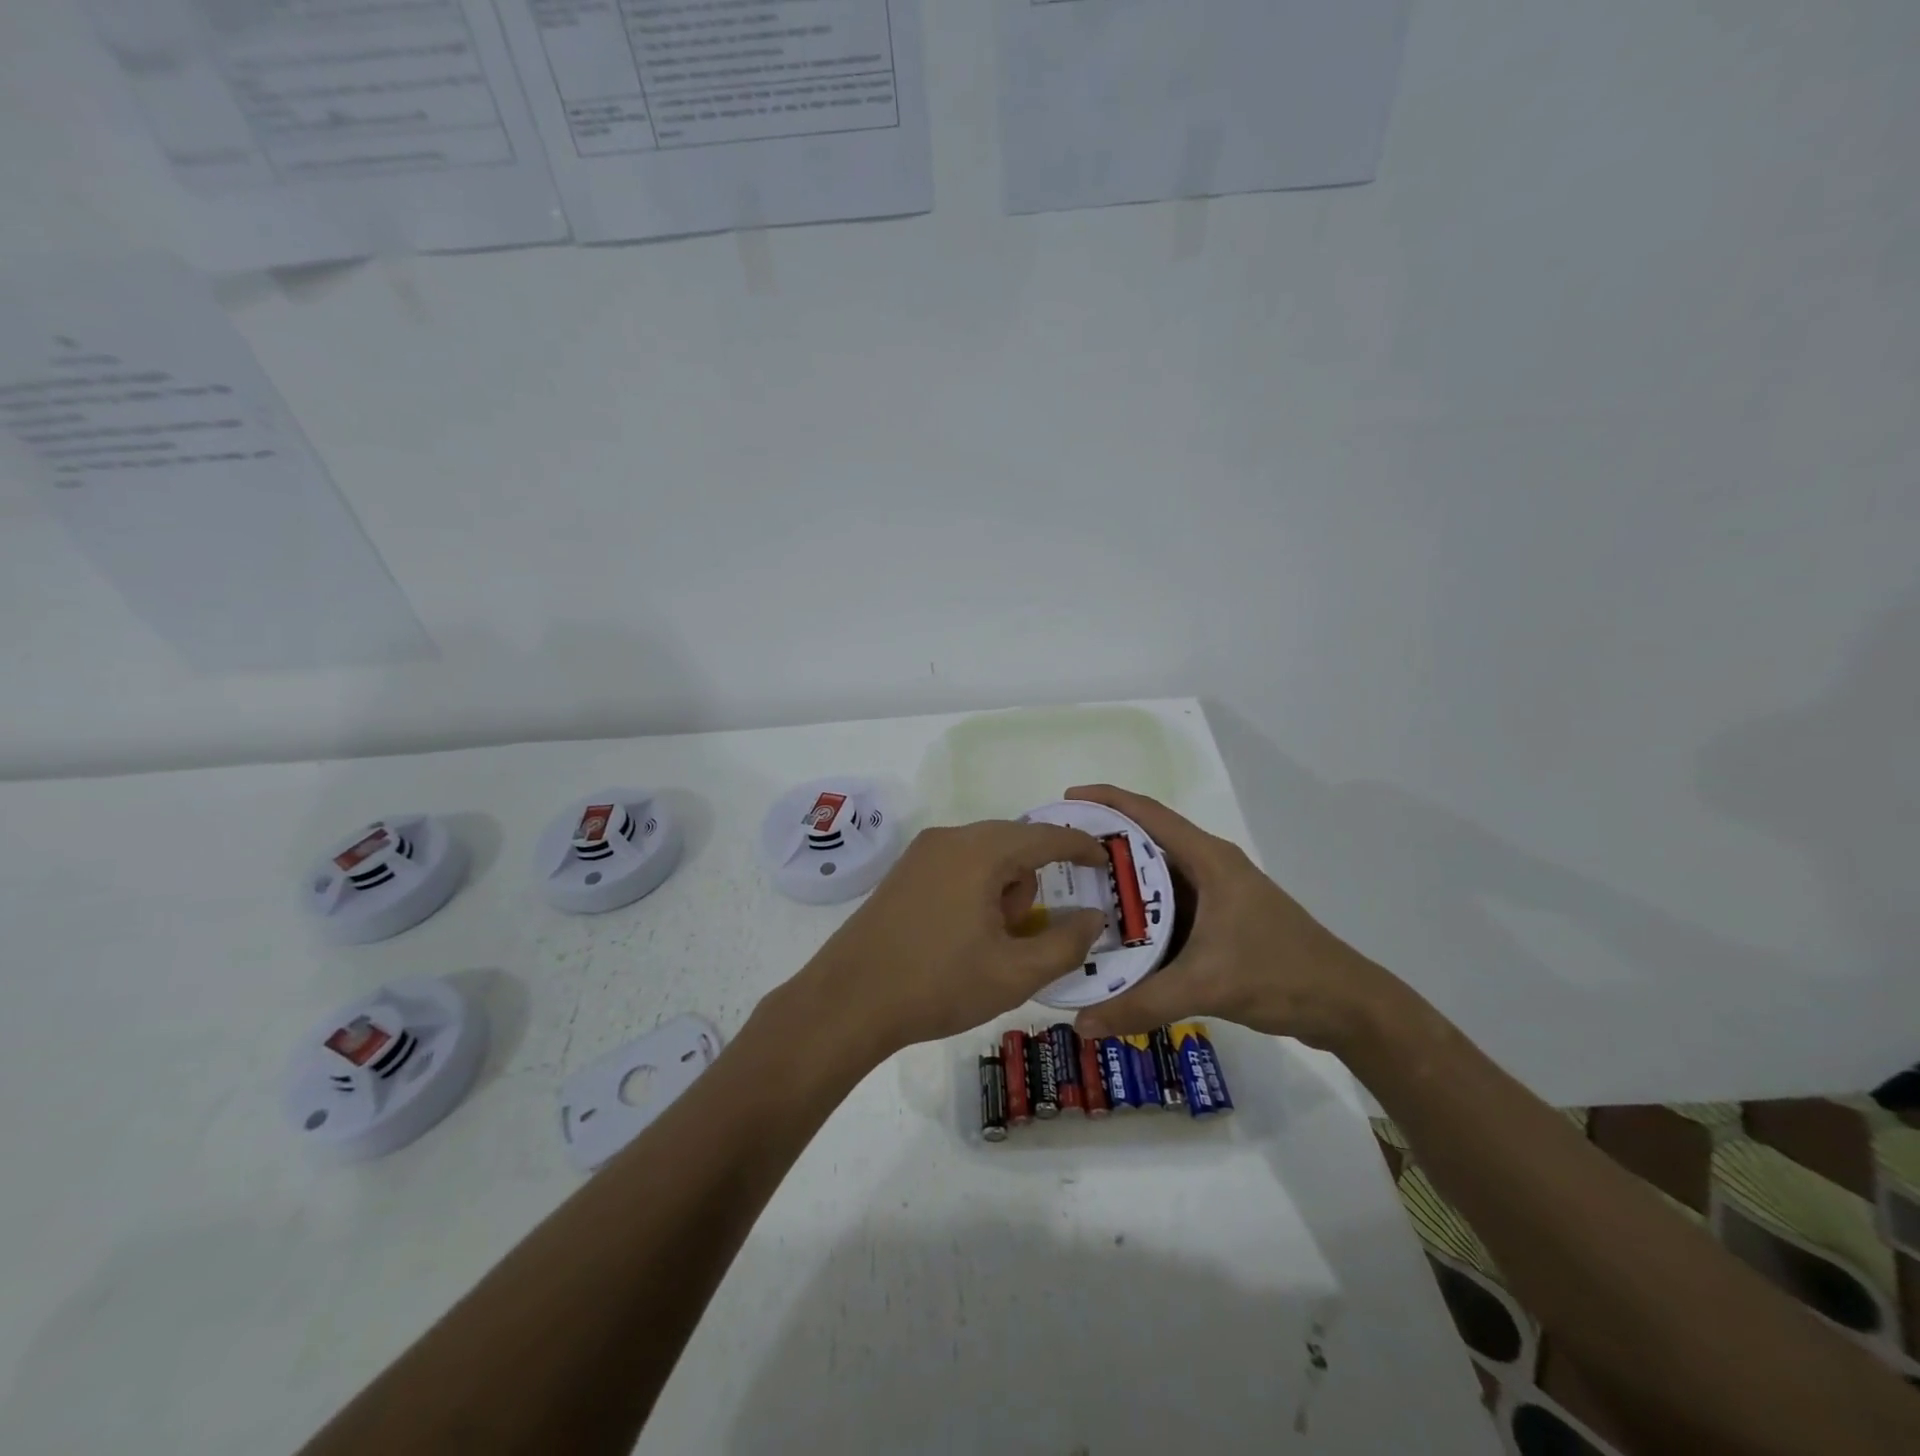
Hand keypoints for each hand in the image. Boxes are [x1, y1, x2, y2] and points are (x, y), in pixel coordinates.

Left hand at [791, 820, 1109, 1061]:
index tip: (1105, 861)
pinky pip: (958, 865)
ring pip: (985, 855)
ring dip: (1002, 888)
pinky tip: (963, 934)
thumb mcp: (1015, 974)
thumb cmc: (938, 985)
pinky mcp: (904, 872)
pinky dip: (976, 888)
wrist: (848, 1001)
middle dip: (1033, 881)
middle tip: (1030, 929)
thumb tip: (1092, 917)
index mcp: (981, 851)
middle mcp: (951, 838)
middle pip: (1014, 843)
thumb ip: (1066, 944)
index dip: (1081, 847)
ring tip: (991, 941)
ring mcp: (921, 853)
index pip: (1046, 836)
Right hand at [1064, 785, 1391, 1053]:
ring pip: (1157, 878)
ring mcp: (1217, 895)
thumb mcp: (1206, 985)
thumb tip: (1080, 1025)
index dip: (1106, 800)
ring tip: (1073, 893)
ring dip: (1120, 882)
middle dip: (1103, 844)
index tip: (1065, 801)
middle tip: (1057, 857)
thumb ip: (1142, 1003)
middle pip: (1147, 842)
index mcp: (1209, 859)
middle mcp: (1210, 867)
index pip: (1148, 814)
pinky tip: (1114, 934)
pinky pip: (1169, 907)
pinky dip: (1140, 914)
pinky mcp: (1221, 921)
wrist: (1346, 1005)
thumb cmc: (1279, 974)